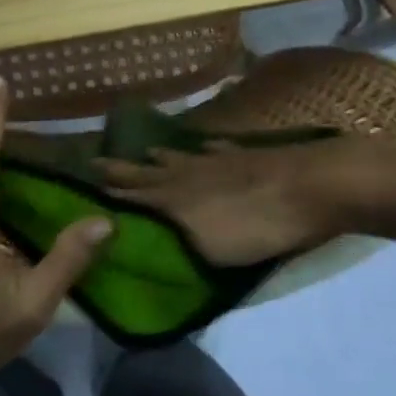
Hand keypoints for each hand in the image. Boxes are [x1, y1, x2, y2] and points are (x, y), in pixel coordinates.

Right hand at [95, 137, 353, 266]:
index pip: (132, 195)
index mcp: (175, 199)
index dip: (108, 192)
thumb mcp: (207, 249)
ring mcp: (219, 160)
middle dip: (122, 170)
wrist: (314, 186)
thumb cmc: (258, 226)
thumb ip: (172, 244)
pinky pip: (218, 150)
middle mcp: (189, 174)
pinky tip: (206, 147)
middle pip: (149, 171)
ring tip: (146, 152)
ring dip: (160, 157)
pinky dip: (207, 149)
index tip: (81, 186)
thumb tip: (135, 239)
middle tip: (96, 161)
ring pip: (180, 157)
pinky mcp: (248, 155)